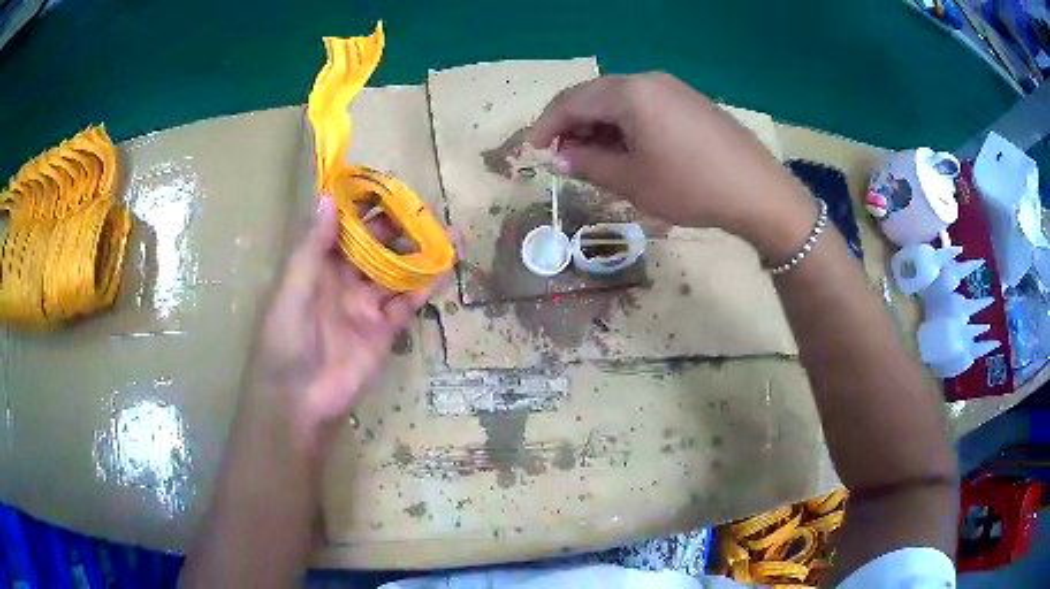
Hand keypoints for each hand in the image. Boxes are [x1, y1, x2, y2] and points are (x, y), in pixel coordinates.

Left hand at [248, 196, 443, 443]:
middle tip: (425, 211)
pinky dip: (426, 287)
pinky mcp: (385, 330)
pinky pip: (408, 303)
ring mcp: (367, 305)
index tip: (387, 187)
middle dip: (398, 228)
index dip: (363, 208)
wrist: (299, 398)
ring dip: (419, 254)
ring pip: (397, 272)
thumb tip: (327, 197)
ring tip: (448, 233)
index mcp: (318, 265)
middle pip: (376, 246)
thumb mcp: (292, 287)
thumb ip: (312, 246)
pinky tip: (445, 269)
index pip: (344, 227)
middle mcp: (344, 280)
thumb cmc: (285, 338)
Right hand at [526, 73, 813, 260]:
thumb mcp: (632, 181)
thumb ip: (588, 164)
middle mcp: (647, 80)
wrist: (757, 191)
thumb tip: (560, 158)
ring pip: (619, 100)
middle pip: (595, 95)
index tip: (533, 150)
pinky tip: (627, 148)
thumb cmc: (690, 187)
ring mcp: (672, 87)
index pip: (572, 101)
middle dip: (573, 124)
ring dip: (599, 125)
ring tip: (594, 157)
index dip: (546, 125)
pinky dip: (625, 124)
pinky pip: (644, 105)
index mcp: (629, 93)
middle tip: (563, 156)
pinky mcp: (689, 100)